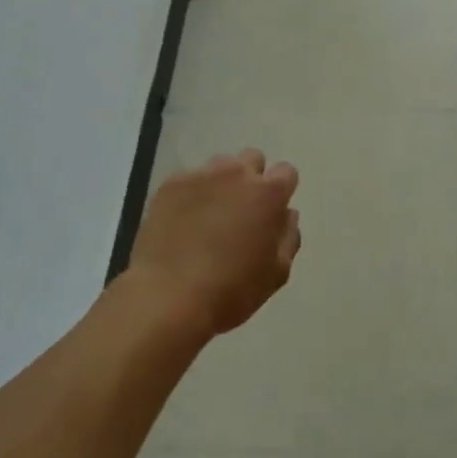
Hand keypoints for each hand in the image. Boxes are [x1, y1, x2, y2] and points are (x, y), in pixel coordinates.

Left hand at [126, 150, 300, 335]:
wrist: (168, 298)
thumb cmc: (231, 291)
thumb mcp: (276, 274)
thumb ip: (288, 237)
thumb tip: (287, 214)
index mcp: (268, 194)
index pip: (286, 172)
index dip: (281, 191)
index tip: (271, 212)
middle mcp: (237, 174)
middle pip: (252, 160)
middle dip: (251, 179)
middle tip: (241, 212)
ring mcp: (201, 176)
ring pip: (220, 166)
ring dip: (221, 184)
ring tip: (208, 216)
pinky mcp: (171, 184)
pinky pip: (189, 180)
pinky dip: (191, 195)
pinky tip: (182, 223)